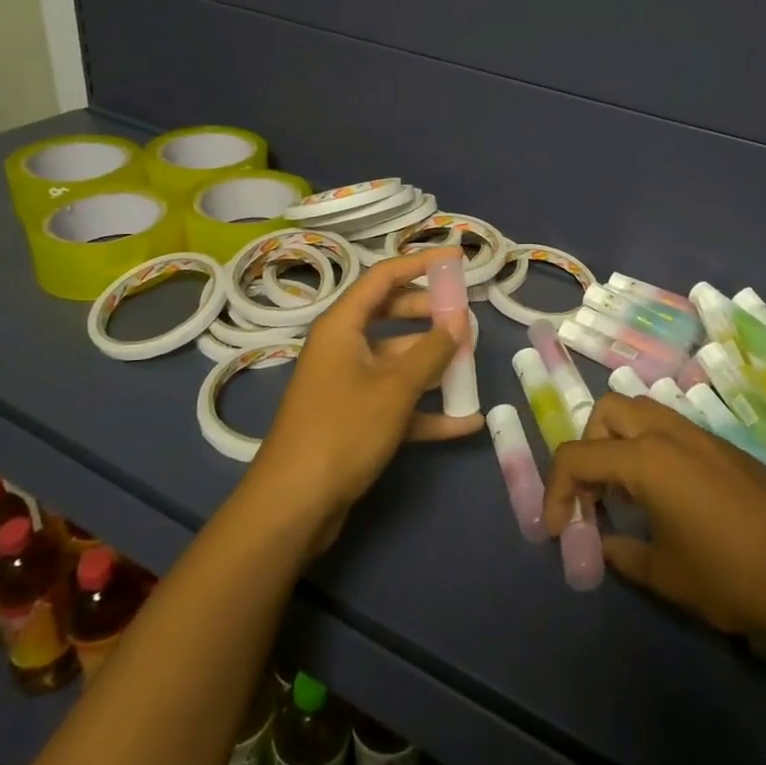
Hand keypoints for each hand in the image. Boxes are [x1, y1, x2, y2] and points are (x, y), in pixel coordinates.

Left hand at [250, 247, 482, 547]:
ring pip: (397, 360)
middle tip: (466, 316)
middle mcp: (343, 348)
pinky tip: (466, 421)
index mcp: (342, 326)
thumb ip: (431, 352)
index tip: (457, 259)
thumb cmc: (343, 431)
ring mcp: (348, 385)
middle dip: (430, 314)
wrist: (294, 506)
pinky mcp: (355, 420)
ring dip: (432, 362)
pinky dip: (426, 409)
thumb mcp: (395, 388)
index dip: (421, 264)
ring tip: (471, 364)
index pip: (384, 277)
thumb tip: (458, 323)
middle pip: (391, 315)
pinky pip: (396, 402)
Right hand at [543, 392, 765, 639]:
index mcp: (646, 458)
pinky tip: (667, 499)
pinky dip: (652, 450)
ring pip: (643, 412)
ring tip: (626, 495)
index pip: (578, 456)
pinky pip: (674, 431)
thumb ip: (623, 554)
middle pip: (608, 411)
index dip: (556, 491)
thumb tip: (605, 544)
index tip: (557, 530)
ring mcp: (703, 437)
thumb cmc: (730, 576)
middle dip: (588, 447)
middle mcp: (670, 433)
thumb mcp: (665, 574)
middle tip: (594, 497)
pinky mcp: (727, 450)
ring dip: (621, 442)